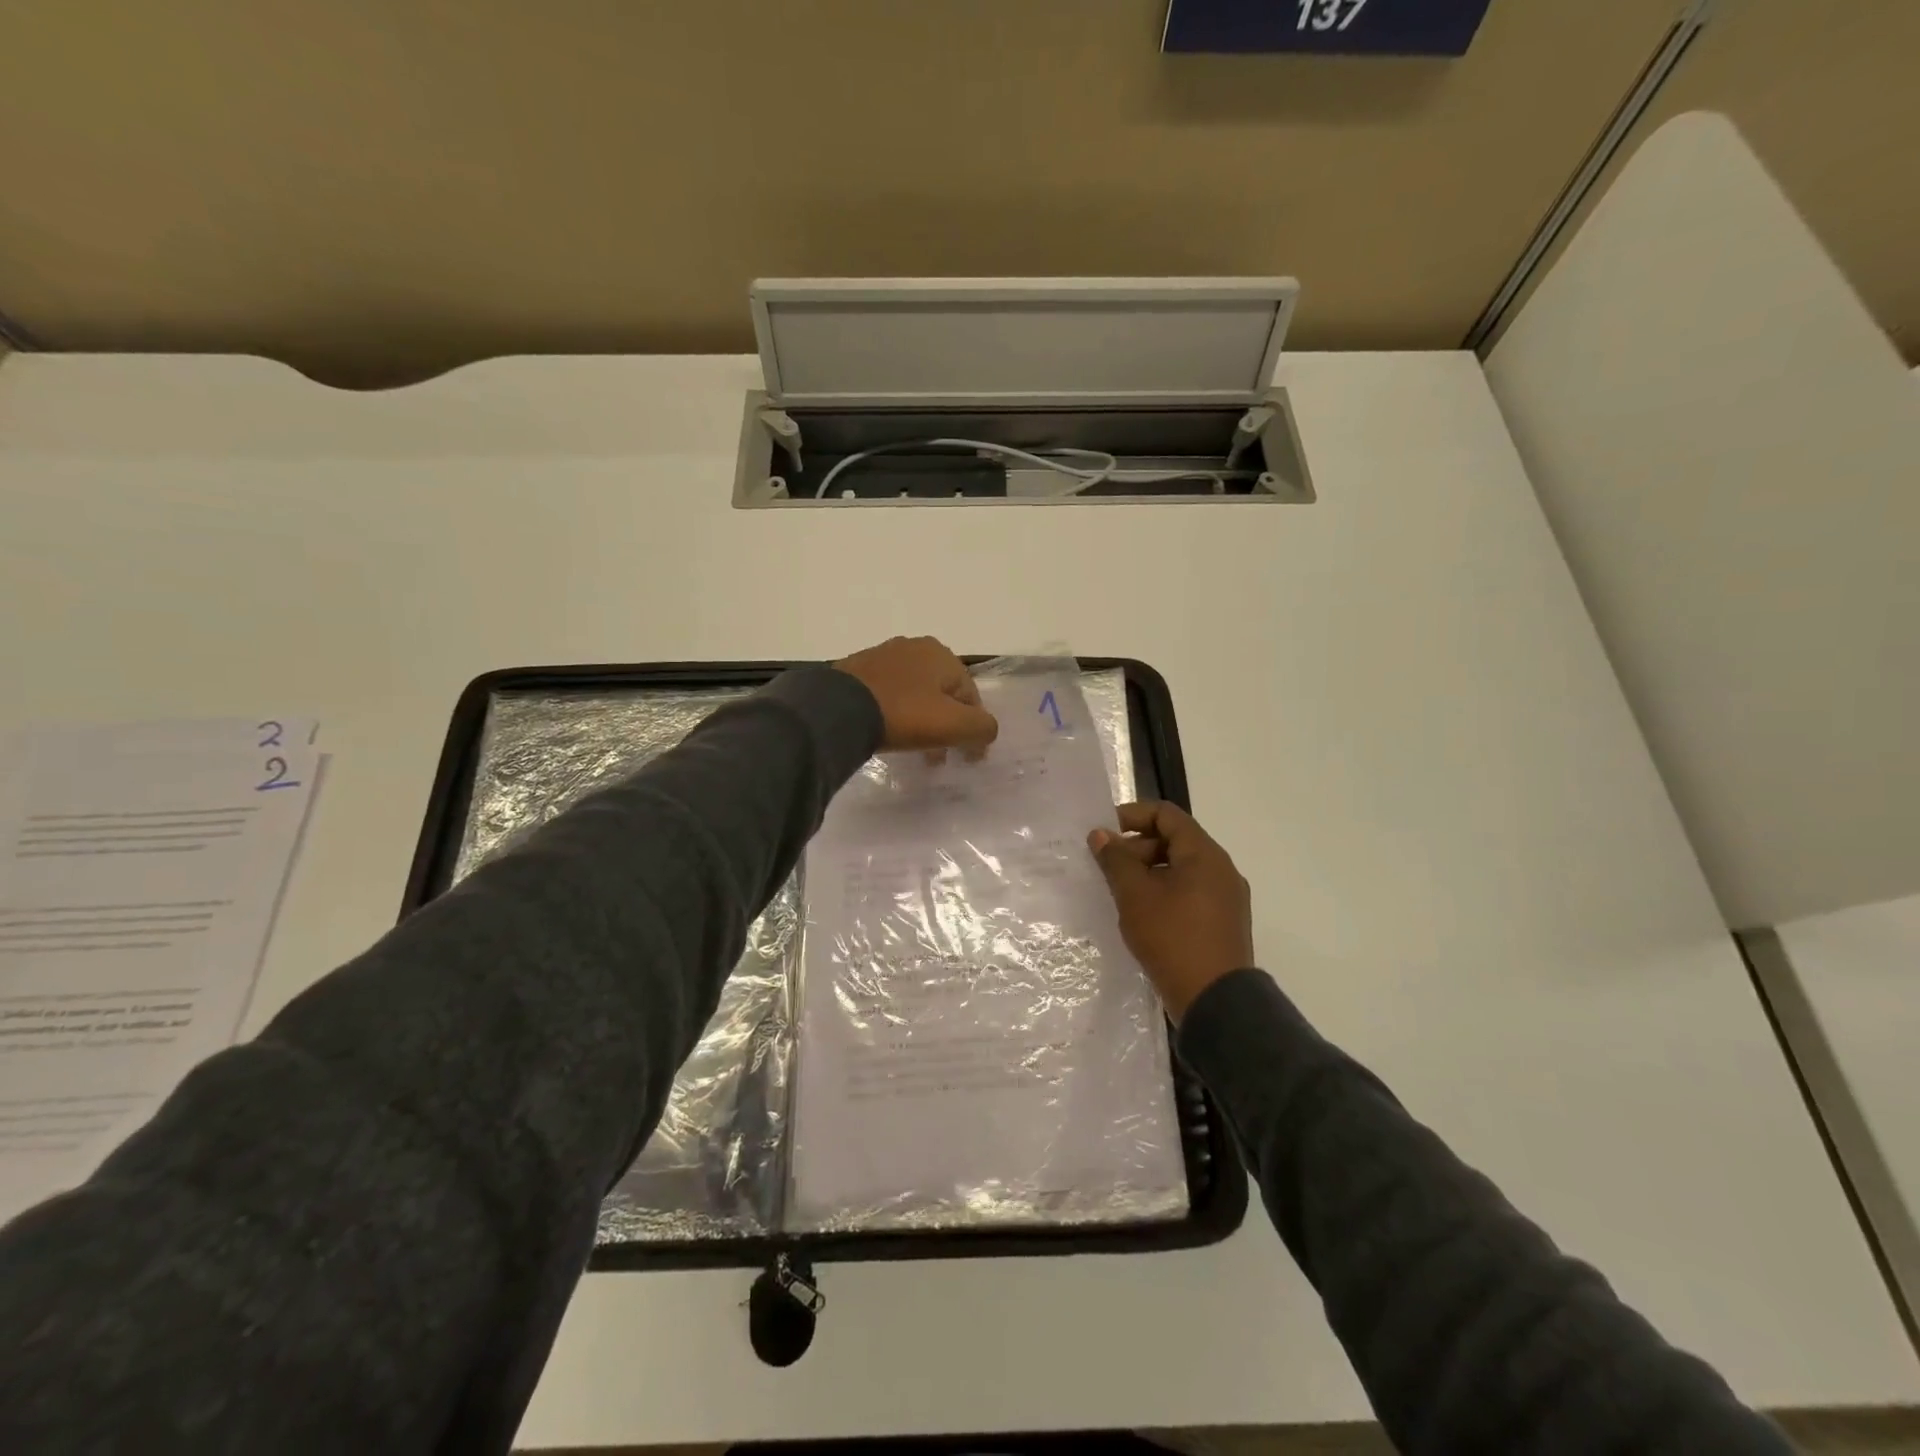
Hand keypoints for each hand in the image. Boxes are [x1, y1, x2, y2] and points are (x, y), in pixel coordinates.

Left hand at [833, 636, 998, 752]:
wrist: (838, 710)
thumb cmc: (904, 715)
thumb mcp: (955, 725)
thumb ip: (982, 728)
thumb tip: (985, 732)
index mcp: (941, 654)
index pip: (971, 695)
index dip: (973, 728)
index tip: (968, 758)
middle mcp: (914, 647)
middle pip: (941, 693)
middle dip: (946, 725)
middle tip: (940, 756)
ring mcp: (881, 656)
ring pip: (914, 693)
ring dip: (921, 720)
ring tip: (915, 749)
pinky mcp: (856, 670)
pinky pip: (887, 695)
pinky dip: (895, 713)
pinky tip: (888, 734)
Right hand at [1088, 801, 1254, 1022]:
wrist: (1216, 1001)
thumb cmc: (1172, 938)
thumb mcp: (1135, 895)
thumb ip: (1115, 859)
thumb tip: (1100, 835)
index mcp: (1204, 854)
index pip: (1166, 814)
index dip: (1132, 816)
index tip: (1104, 833)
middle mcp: (1221, 869)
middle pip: (1175, 840)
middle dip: (1137, 847)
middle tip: (1108, 868)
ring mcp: (1226, 897)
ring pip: (1182, 868)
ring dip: (1149, 872)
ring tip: (1121, 894)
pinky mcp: (1223, 922)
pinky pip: (1190, 892)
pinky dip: (1164, 892)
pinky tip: (1143, 915)